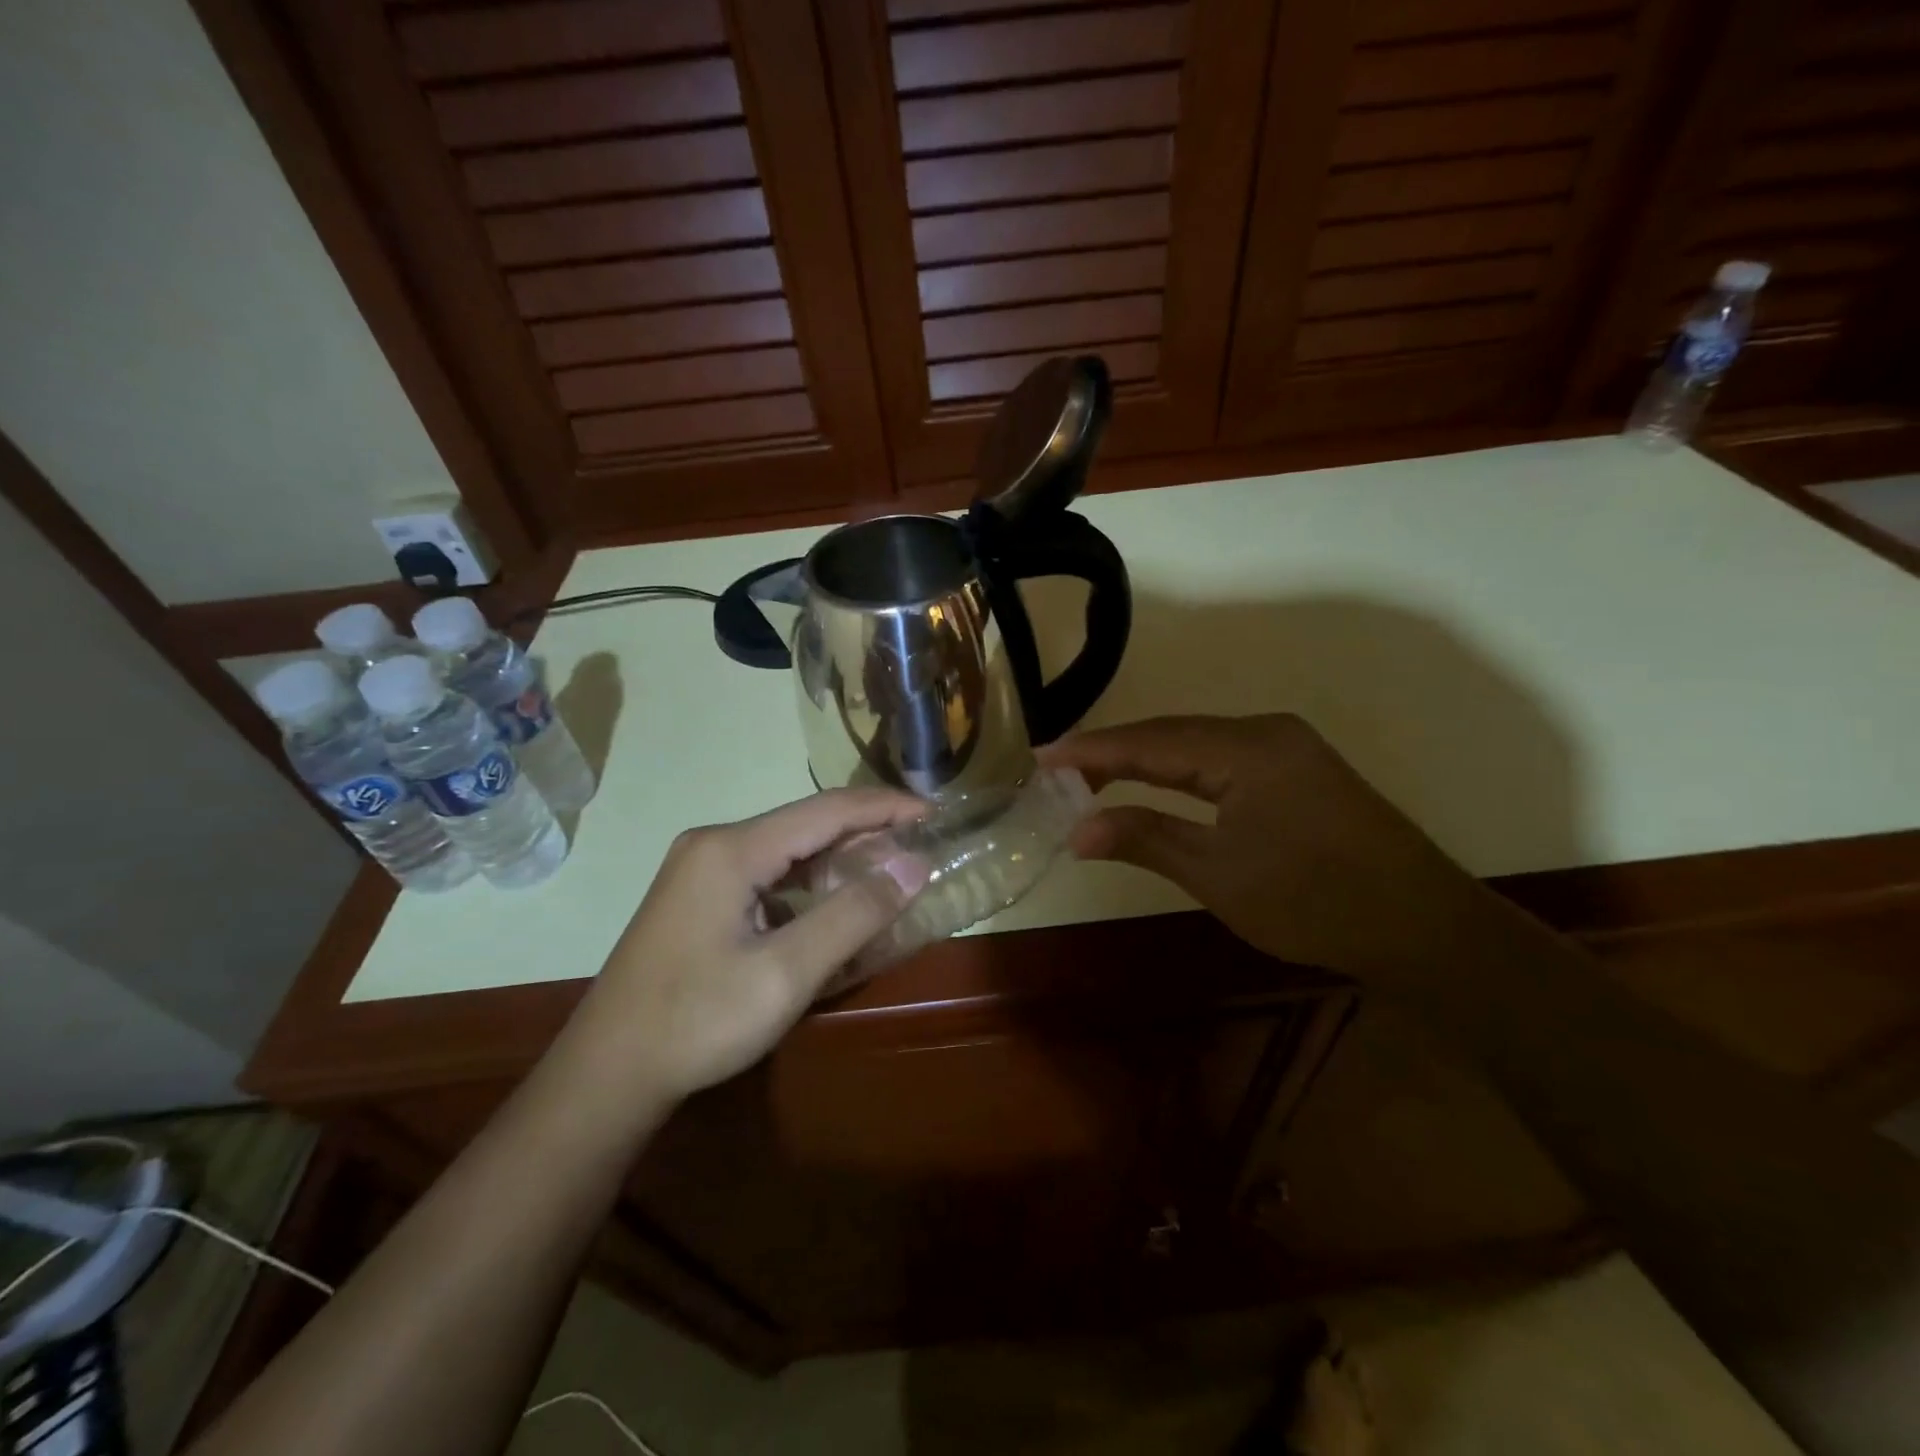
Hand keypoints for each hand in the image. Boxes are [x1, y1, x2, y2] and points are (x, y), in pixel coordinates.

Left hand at [573, 790, 928, 1102]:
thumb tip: (914, 866)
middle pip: (807, 824)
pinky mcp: (698, 896)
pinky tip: (834, 905)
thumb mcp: (786, 972)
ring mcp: (701, 869)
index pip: (828, 809)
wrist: (606, 1075)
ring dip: (839, 860)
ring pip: (788, 850)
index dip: (886, 807)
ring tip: (889, 876)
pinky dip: (809, 884)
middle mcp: (715, 844)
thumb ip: (853, 914)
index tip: (935, 814)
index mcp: (732, 848)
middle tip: (920, 851)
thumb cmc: (697, 1022)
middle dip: (867, 833)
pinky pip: (768, 874)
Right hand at [1040, 714, 1490, 977]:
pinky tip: (1157, 783)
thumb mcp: (1219, 874)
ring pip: (1198, 744)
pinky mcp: (1299, 769)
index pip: (1151, 741)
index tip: (1041, 757)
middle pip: (1173, 734)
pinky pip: (1223, 758)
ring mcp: (1288, 748)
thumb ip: (1146, 839)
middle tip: (1059, 770)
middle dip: (1114, 752)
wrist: (1424, 928)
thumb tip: (1077, 829)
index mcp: (1247, 748)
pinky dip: (1181, 771)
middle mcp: (1267, 732)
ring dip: (1145, 760)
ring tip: (1093, 777)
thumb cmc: (1315, 902)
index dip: (1093, 750)